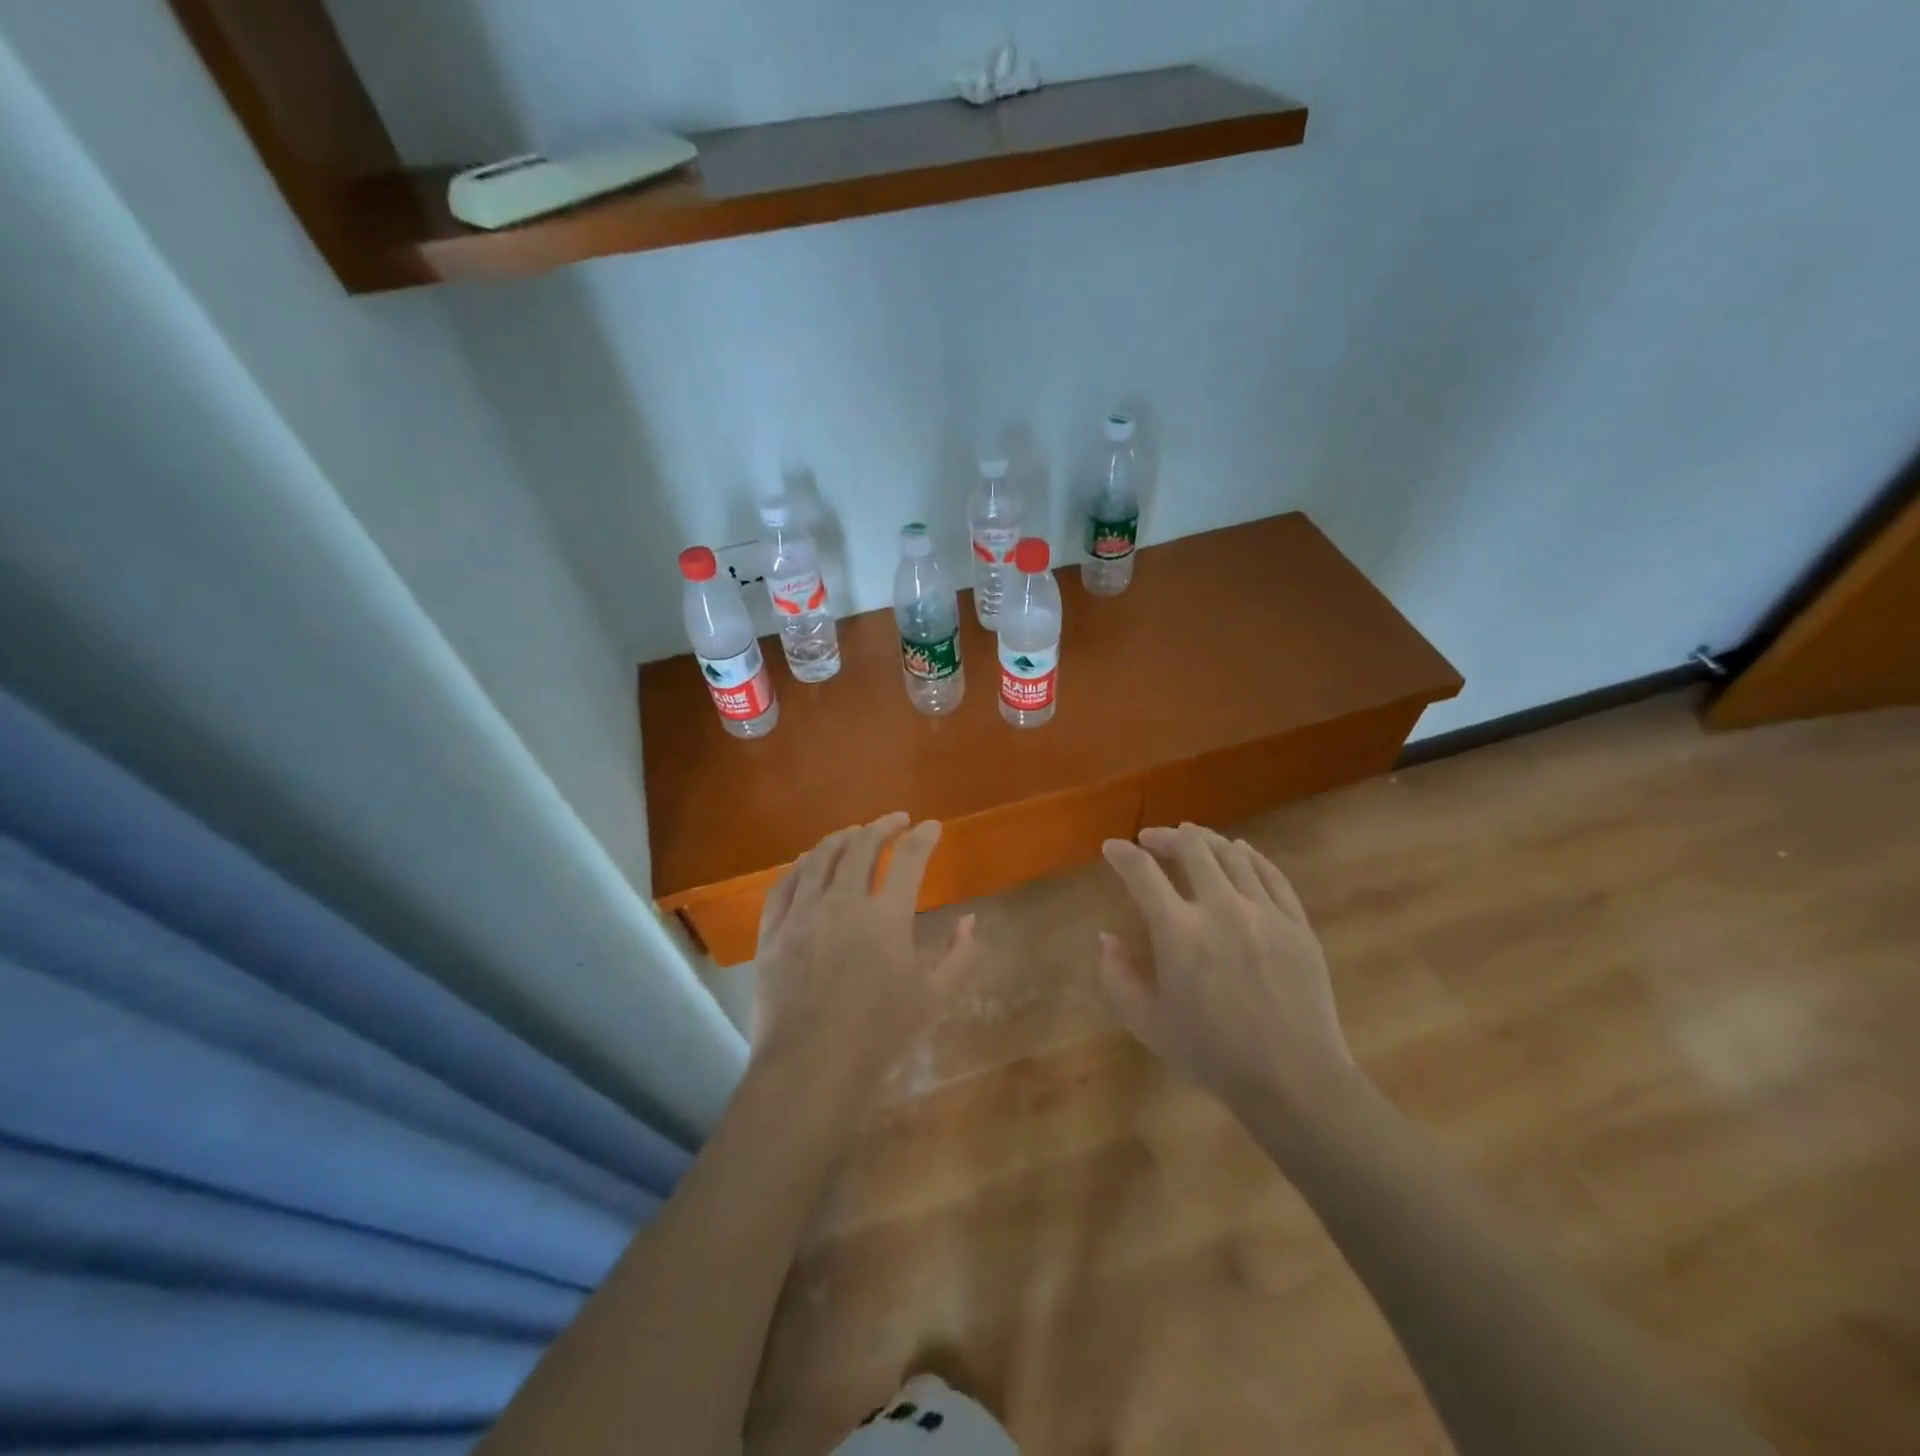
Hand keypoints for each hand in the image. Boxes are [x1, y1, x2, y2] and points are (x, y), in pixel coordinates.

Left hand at [752, 812, 977, 1098]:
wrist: (811, 1067)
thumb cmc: (880, 1034)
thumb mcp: (935, 999)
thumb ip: (959, 956)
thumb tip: (970, 920)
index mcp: (886, 915)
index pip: (910, 858)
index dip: (924, 837)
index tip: (931, 827)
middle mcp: (842, 901)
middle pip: (862, 846)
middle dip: (883, 826)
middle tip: (896, 821)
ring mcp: (802, 914)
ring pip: (820, 858)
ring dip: (841, 838)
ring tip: (854, 833)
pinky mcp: (772, 932)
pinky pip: (783, 885)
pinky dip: (800, 866)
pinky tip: (807, 862)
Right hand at [1098, 823, 1356, 1112]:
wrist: (1293, 1079)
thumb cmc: (1212, 1055)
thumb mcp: (1147, 1024)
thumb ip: (1116, 977)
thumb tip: (1106, 938)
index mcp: (1178, 931)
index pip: (1142, 872)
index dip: (1122, 854)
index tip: (1112, 848)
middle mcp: (1220, 907)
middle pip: (1191, 848)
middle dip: (1165, 837)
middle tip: (1151, 839)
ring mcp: (1264, 911)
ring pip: (1232, 854)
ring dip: (1205, 840)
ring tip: (1192, 838)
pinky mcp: (1296, 923)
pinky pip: (1271, 874)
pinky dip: (1250, 855)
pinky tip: (1241, 850)